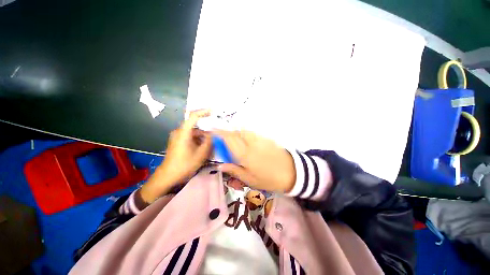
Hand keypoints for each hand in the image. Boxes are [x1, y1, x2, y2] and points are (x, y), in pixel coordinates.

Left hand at [140, 109, 212, 202]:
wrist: (168, 176)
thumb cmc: (184, 164)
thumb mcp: (201, 153)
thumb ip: (208, 141)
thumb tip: (211, 135)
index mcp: (183, 132)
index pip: (193, 116)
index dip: (203, 112)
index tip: (212, 111)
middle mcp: (179, 132)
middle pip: (195, 127)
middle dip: (205, 132)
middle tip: (214, 139)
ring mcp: (177, 137)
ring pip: (193, 133)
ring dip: (202, 138)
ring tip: (209, 147)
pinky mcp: (177, 142)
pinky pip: (190, 138)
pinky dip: (197, 141)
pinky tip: (202, 149)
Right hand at [214, 130, 295, 192]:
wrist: (291, 172)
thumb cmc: (269, 179)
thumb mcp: (250, 179)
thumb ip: (234, 170)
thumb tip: (220, 165)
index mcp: (245, 154)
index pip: (229, 139)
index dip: (219, 133)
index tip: (212, 131)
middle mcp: (251, 143)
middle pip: (236, 132)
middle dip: (227, 132)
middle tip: (223, 138)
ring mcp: (259, 139)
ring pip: (244, 131)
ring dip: (236, 132)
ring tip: (234, 140)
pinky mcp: (266, 139)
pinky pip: (252, 133)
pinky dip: (245, 134)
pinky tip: (246, 141)